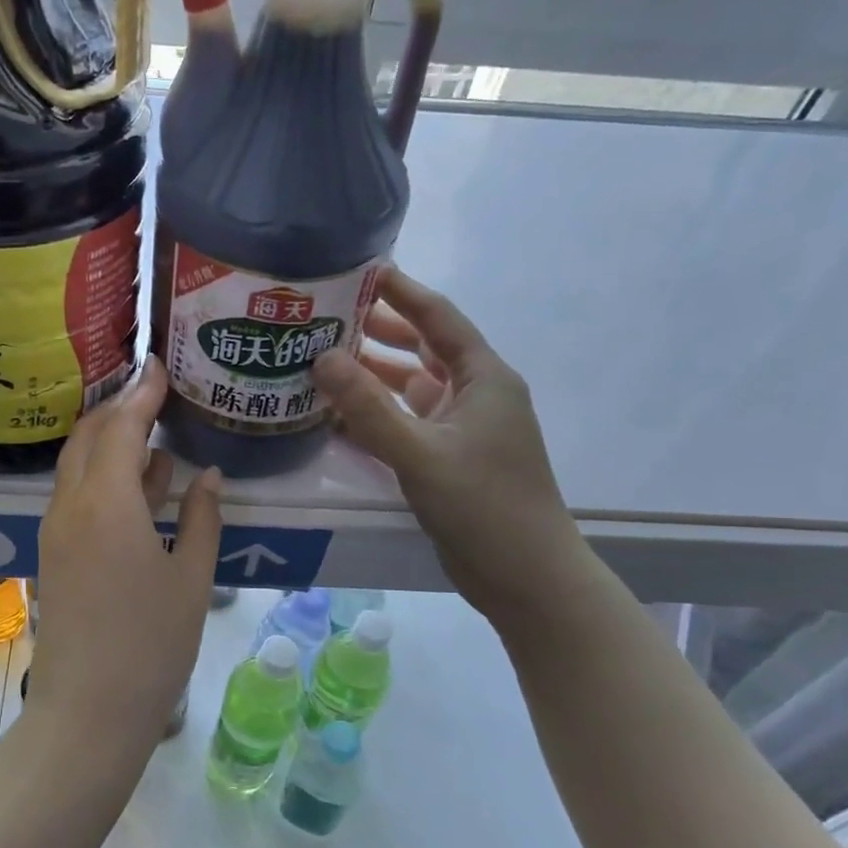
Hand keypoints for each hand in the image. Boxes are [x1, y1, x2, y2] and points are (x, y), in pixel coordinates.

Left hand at [32, 357, 223, 747]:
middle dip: (119, 408)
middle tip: (156, 394)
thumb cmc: (151, 645)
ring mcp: (56, 530)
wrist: (89, 711)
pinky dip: (104, 476)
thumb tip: (209, 477)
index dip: (142, 392)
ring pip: (78, 465)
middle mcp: (71, 505)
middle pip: (88, 436)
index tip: (160, 365)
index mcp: (106, 502)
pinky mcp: (54, 553)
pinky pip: (76, 496)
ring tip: (154, 432)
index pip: (121, 425)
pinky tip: (140, 485)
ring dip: (110, 442)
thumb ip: (201, 518)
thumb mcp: (192, 579)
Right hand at [313, 267, 584, 621]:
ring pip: (409, 387)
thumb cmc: (485, 507)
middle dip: (377, 329)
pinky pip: (404, 422)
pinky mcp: (446, 459)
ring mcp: (460, 429)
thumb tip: (321, 358)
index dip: (401, 291)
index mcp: (483, 378)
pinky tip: (336, 413)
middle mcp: (474, 395)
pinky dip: (373, 414)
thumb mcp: (421, 454)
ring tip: (320, 358)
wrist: (526, 578)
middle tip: (325, 316)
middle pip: (421, 348)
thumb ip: (368, 408)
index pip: (438, 318)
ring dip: (371, 373)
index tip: (360, 269)